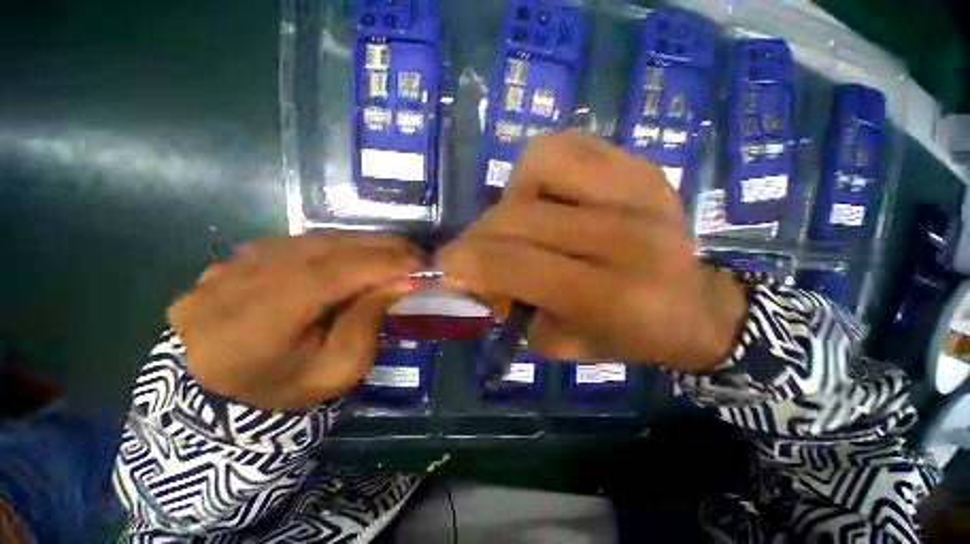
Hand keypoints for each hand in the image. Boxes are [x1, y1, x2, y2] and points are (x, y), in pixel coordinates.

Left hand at [168, 234, 421, 410]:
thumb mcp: (337, 370)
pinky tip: (358, 254)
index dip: (381, 264)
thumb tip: (403, 281)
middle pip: (324, 250)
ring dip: (361, 244)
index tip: (420, 263)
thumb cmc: (284, 389)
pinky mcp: (237, 258)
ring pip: (313, 240)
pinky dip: (337, 245)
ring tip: (394, 252)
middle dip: (379, 248)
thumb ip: (368, 321)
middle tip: (414, 253)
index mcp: (261, 321)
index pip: (331, 275)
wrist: (216, 393)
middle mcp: (242, 280)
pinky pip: (299, 242)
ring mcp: (234, 264)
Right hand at [439, 133, 746, 371]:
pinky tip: (548, 198)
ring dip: (511, 198)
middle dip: (480, 237)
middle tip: (478, 255)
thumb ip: (512, 307)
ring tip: (523, 222)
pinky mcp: (639, 166)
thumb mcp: (560, 343)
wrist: (694, 305)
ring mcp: (638, 190)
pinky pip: (566, 146)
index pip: (519, 264)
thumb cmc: (626, 335)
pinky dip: (539, 170)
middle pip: (521, 216)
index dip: (468, 261)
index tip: (445, 266)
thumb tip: (476, 270)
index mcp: (613, 295)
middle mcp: (629, 237)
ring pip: (539, 164)